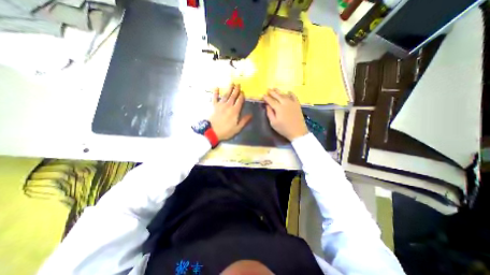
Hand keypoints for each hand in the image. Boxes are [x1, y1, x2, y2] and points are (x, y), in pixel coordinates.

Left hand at [208, 84, 252, 139]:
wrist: (212, 132)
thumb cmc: (226, 131)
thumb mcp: (237, 128)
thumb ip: (244, 121)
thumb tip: (251, 115)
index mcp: (235, 111)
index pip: (239, 101)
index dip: (242, 96)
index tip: (243, 92)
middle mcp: (228, 106)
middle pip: (233, 96)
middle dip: (236, 90)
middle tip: (238, 84)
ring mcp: (220, 105)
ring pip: (226, 95)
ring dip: (229, 89)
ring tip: (231, 83)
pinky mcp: (214, 106)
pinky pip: (215, 97)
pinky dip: (215, 92)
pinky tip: (216, 87)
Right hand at [262, 88, 307, 141]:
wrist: (298, 131)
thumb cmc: (284, 128)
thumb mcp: (273, 123)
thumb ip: (269, 113)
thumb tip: (267, 105)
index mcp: (278, 108)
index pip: (271, 101)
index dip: (266, 98)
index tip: (262, 95)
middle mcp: (285, 103)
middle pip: (277, 95)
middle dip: (272, 92)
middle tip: (268, 89)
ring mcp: (292, 103)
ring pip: (285, 95)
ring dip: (279, 91)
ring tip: (275, 89)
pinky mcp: (297, 105)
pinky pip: (294, 96)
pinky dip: (291, 93)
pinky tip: (288, 92)